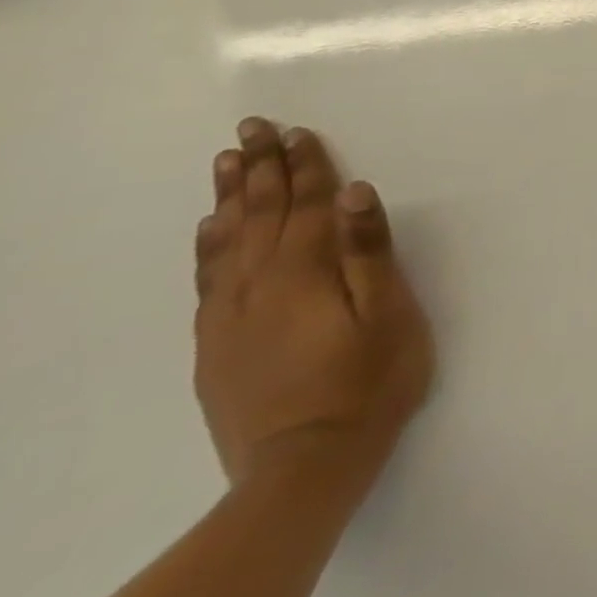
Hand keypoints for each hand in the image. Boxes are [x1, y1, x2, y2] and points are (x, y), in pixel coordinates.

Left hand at [194, 118, 433, 489]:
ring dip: (232, 197)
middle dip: (262, 168)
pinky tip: (210, 228)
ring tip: (228, 162)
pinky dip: (209, 245)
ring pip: (228, 241)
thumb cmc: (368, 382)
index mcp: (306, 273)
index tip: (297, 130)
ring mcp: (231, 317)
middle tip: (253, 128)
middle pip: (262, 214)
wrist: (302, 469)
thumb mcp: (387, 314)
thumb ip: (368, 250)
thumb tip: (354, 191)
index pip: (307, 205)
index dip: (306, 165)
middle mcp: (260, 285)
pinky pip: (208, 279)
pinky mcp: (218, 346)